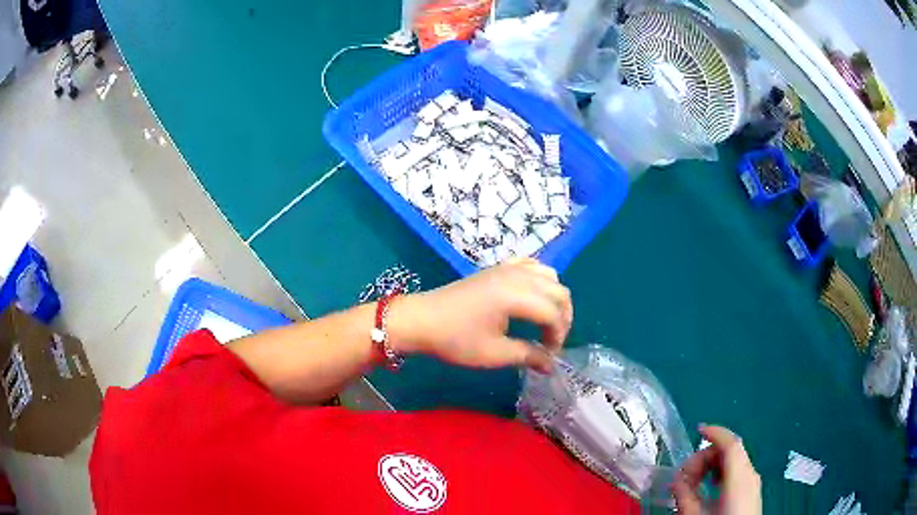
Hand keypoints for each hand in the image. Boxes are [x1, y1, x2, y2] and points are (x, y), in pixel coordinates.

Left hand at [389, 258, 571, 372]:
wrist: (421, 320)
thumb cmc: (455, 339)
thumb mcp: (494, 353)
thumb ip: (528, 356)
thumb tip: (551, 365)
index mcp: (517, 295)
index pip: (554, 313)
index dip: (558, 336)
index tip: (548, 356)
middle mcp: (517, 276)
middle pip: (558, 291)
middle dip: (562, 317)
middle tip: (551, 342)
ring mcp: (507, 267)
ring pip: (549, 275)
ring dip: (554, 298)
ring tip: (545, 321)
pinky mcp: (497, 267)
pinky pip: (531, 265)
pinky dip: (540, 279)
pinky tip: (533, 296)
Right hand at [673, 425, 761, 514]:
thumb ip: (685, 496)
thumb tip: (676, 480)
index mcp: (739, 477)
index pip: (731, 444)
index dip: (715, 432)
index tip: (697, 430)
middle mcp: (750, 474)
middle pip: (730, 451)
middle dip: (705, 457)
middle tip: (684, 477)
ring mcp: (752, 482)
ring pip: (733, 461)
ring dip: (711, 466)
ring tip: (693, 485)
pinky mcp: (751, 490)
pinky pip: (736, 472)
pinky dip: (720, 473)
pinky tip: (707, 489)